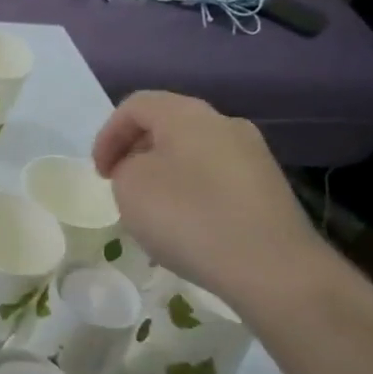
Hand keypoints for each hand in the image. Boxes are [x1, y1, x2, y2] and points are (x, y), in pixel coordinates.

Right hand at [92, 92, 326, 308]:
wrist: (272, 267)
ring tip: (153, 211)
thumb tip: (144, 168)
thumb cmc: (189, 217)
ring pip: (194, 153)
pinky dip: (193, 194)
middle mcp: (224, 124)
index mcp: (187, 114)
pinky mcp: (269, 188)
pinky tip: (189, 228)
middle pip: (168, 126)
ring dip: (165, 174)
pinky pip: (217, 180)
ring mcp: (253, 156)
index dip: (109, 135)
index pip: (136, 106)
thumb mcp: (131, 187)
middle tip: (122, 187)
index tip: (101, 174)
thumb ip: (126, 167)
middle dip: (137, 153)